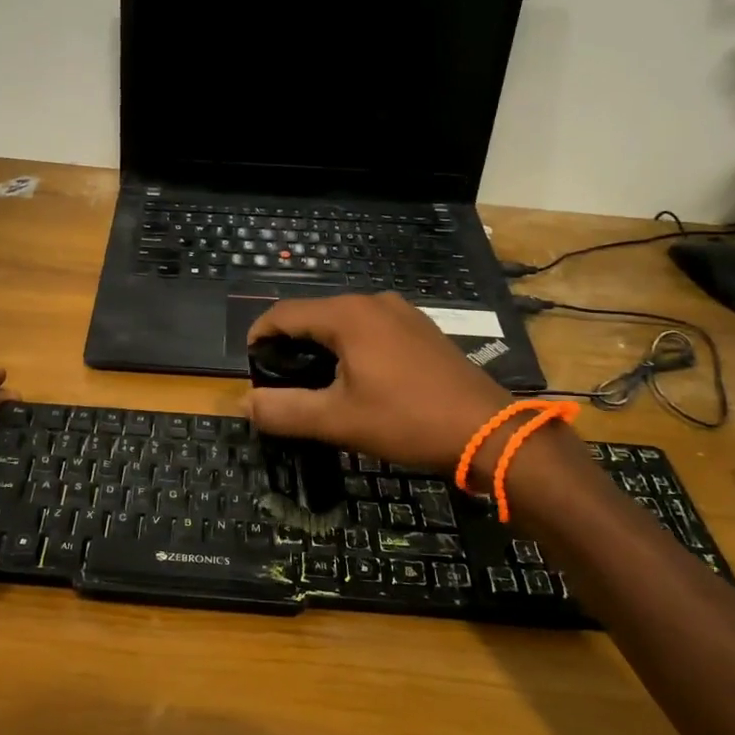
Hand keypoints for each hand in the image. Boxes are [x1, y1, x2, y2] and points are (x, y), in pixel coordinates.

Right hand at [246, 293, 510, 470]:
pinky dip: (351, 346)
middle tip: (279, 378)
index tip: (249, 363)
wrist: (488, 432)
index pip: (285, 313)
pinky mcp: (421, 329)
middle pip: (314, 314)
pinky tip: (355, 377)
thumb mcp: (337, 420)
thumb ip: (284, 410)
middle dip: (291, 342)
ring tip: (313, 381)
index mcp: (348, 315)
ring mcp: (402, 313)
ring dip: (321, 346)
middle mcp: (373, 302)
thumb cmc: (406, 421)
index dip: (260, 334)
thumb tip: (246, 404)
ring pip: (343, 322)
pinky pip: (370, 329)